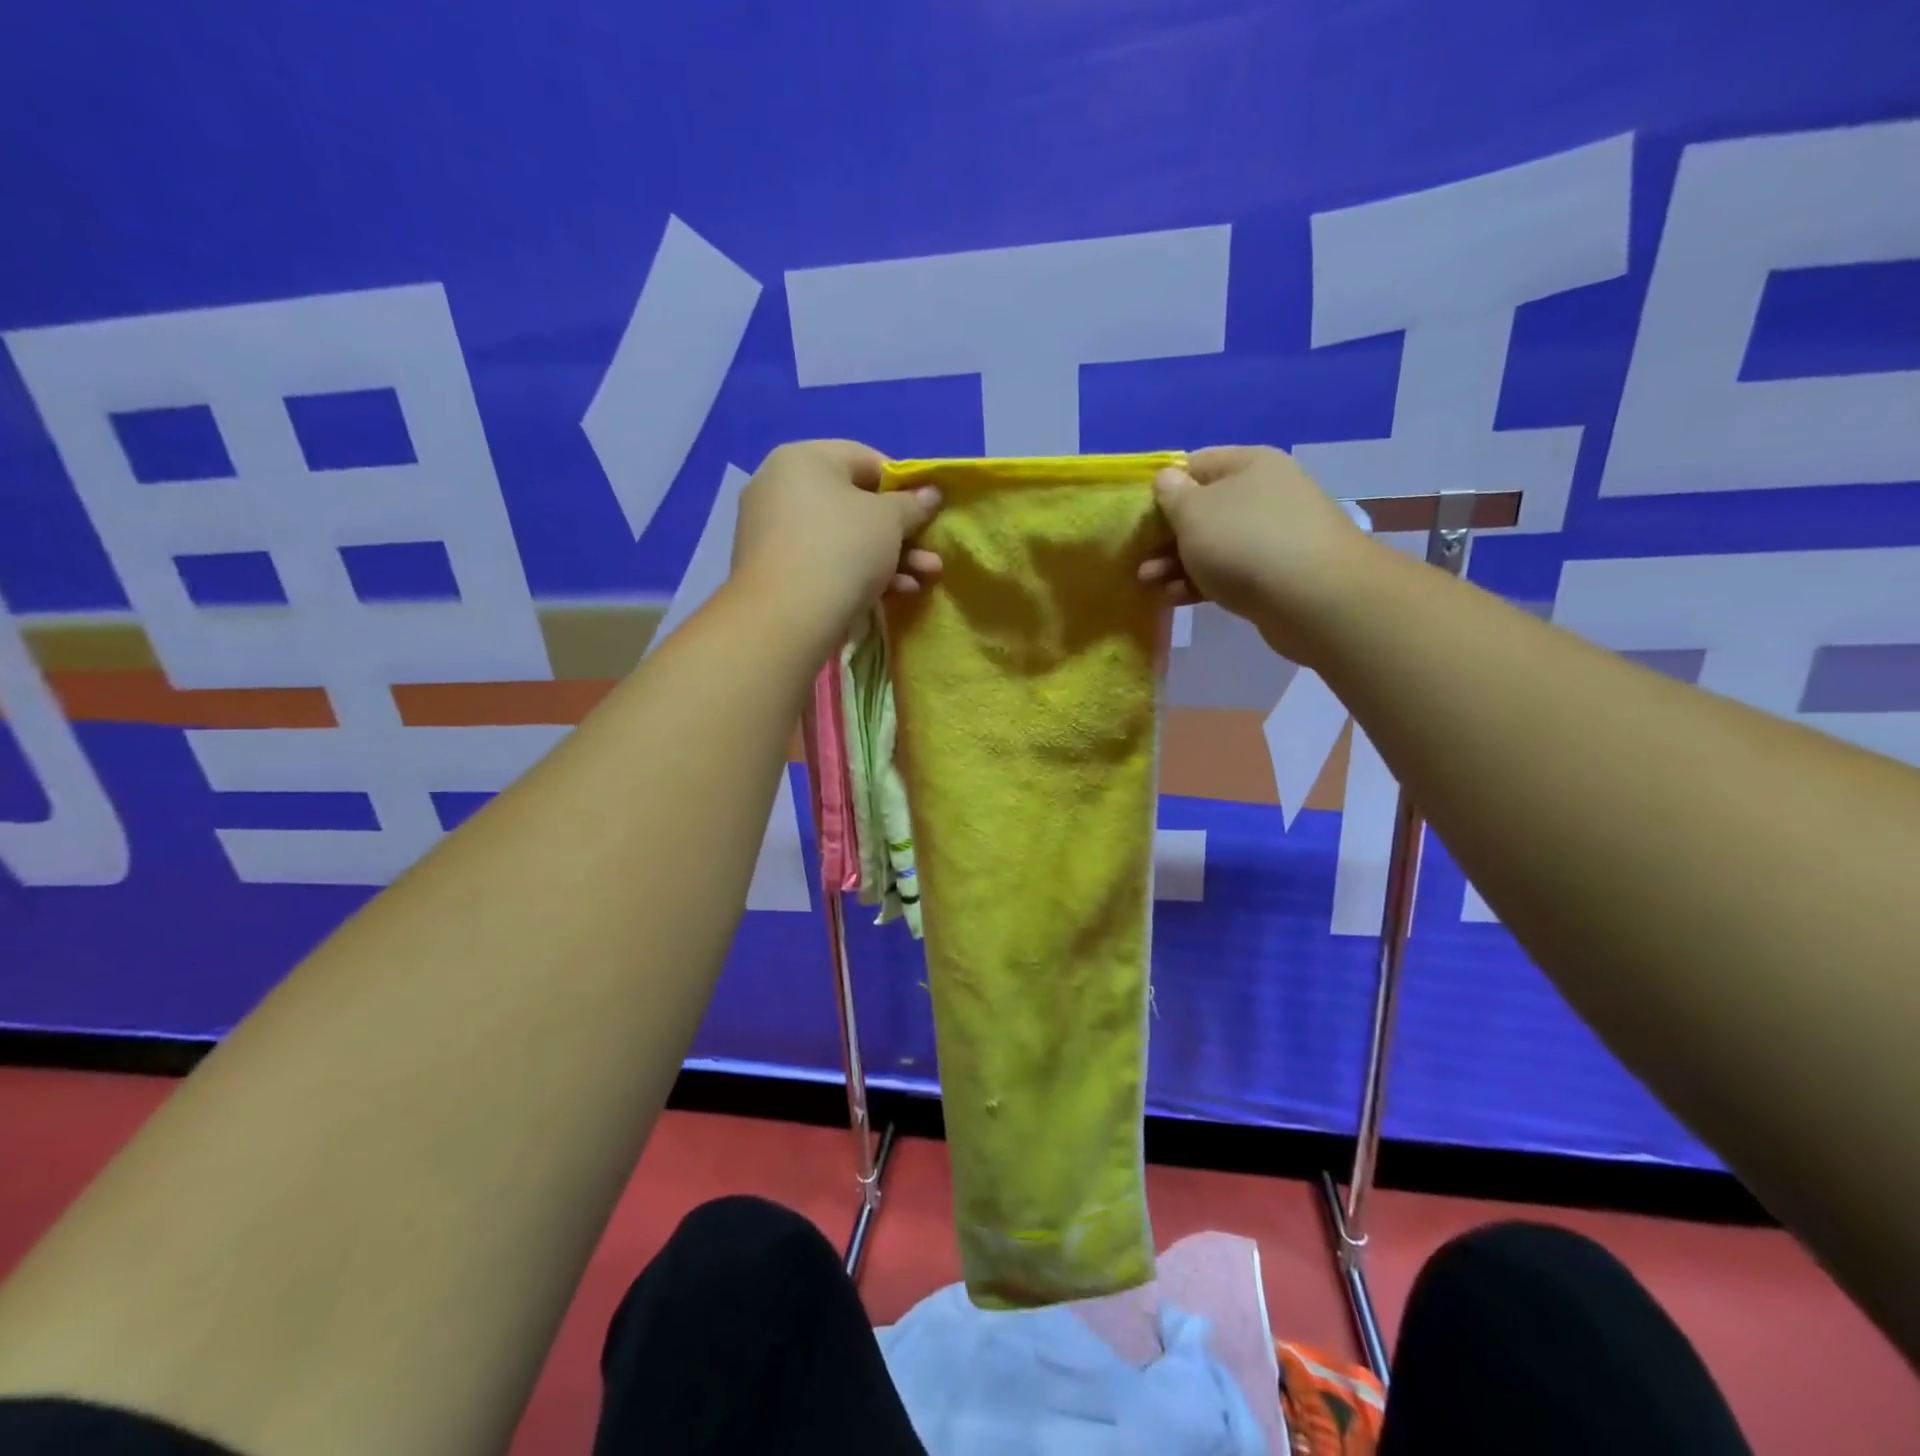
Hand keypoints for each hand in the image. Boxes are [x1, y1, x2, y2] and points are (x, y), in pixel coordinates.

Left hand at [731, 440, 942, 644]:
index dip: (903, 484)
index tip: (926, 510)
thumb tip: (929, 493)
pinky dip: (859, 574)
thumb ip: (913, 503)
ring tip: (924, 579)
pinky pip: (826, 563)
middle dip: (901, 533)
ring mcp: (773, 532)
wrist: (787, 619)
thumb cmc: (842, 550)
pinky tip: (892, 594)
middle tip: (930, 554)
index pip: (864, 459)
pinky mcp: (775, 572)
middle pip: (855, 504)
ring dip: (890, 558)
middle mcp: (780, 488)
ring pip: (844, 538)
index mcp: (802, 459)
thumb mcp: (890, 520)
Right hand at [1138, 445, 1374, 664]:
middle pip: (1203, 509)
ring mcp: (1274, 534)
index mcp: (1248, 464)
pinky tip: (1175, 598)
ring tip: (1149, 584)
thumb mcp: (1193, 512)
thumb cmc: (1244, 542)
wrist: (1314, 598)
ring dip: (1177, 563)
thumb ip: (1172, 494)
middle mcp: (1265, 492)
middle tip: (1139, 559)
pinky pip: (1230, 571)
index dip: (1163, 489)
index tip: (1139, 518)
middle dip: (1166, 535)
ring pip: (1214, 544)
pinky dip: (1201, 582)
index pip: (1195, 465)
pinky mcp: (1277, 573)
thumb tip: (1167, 478)